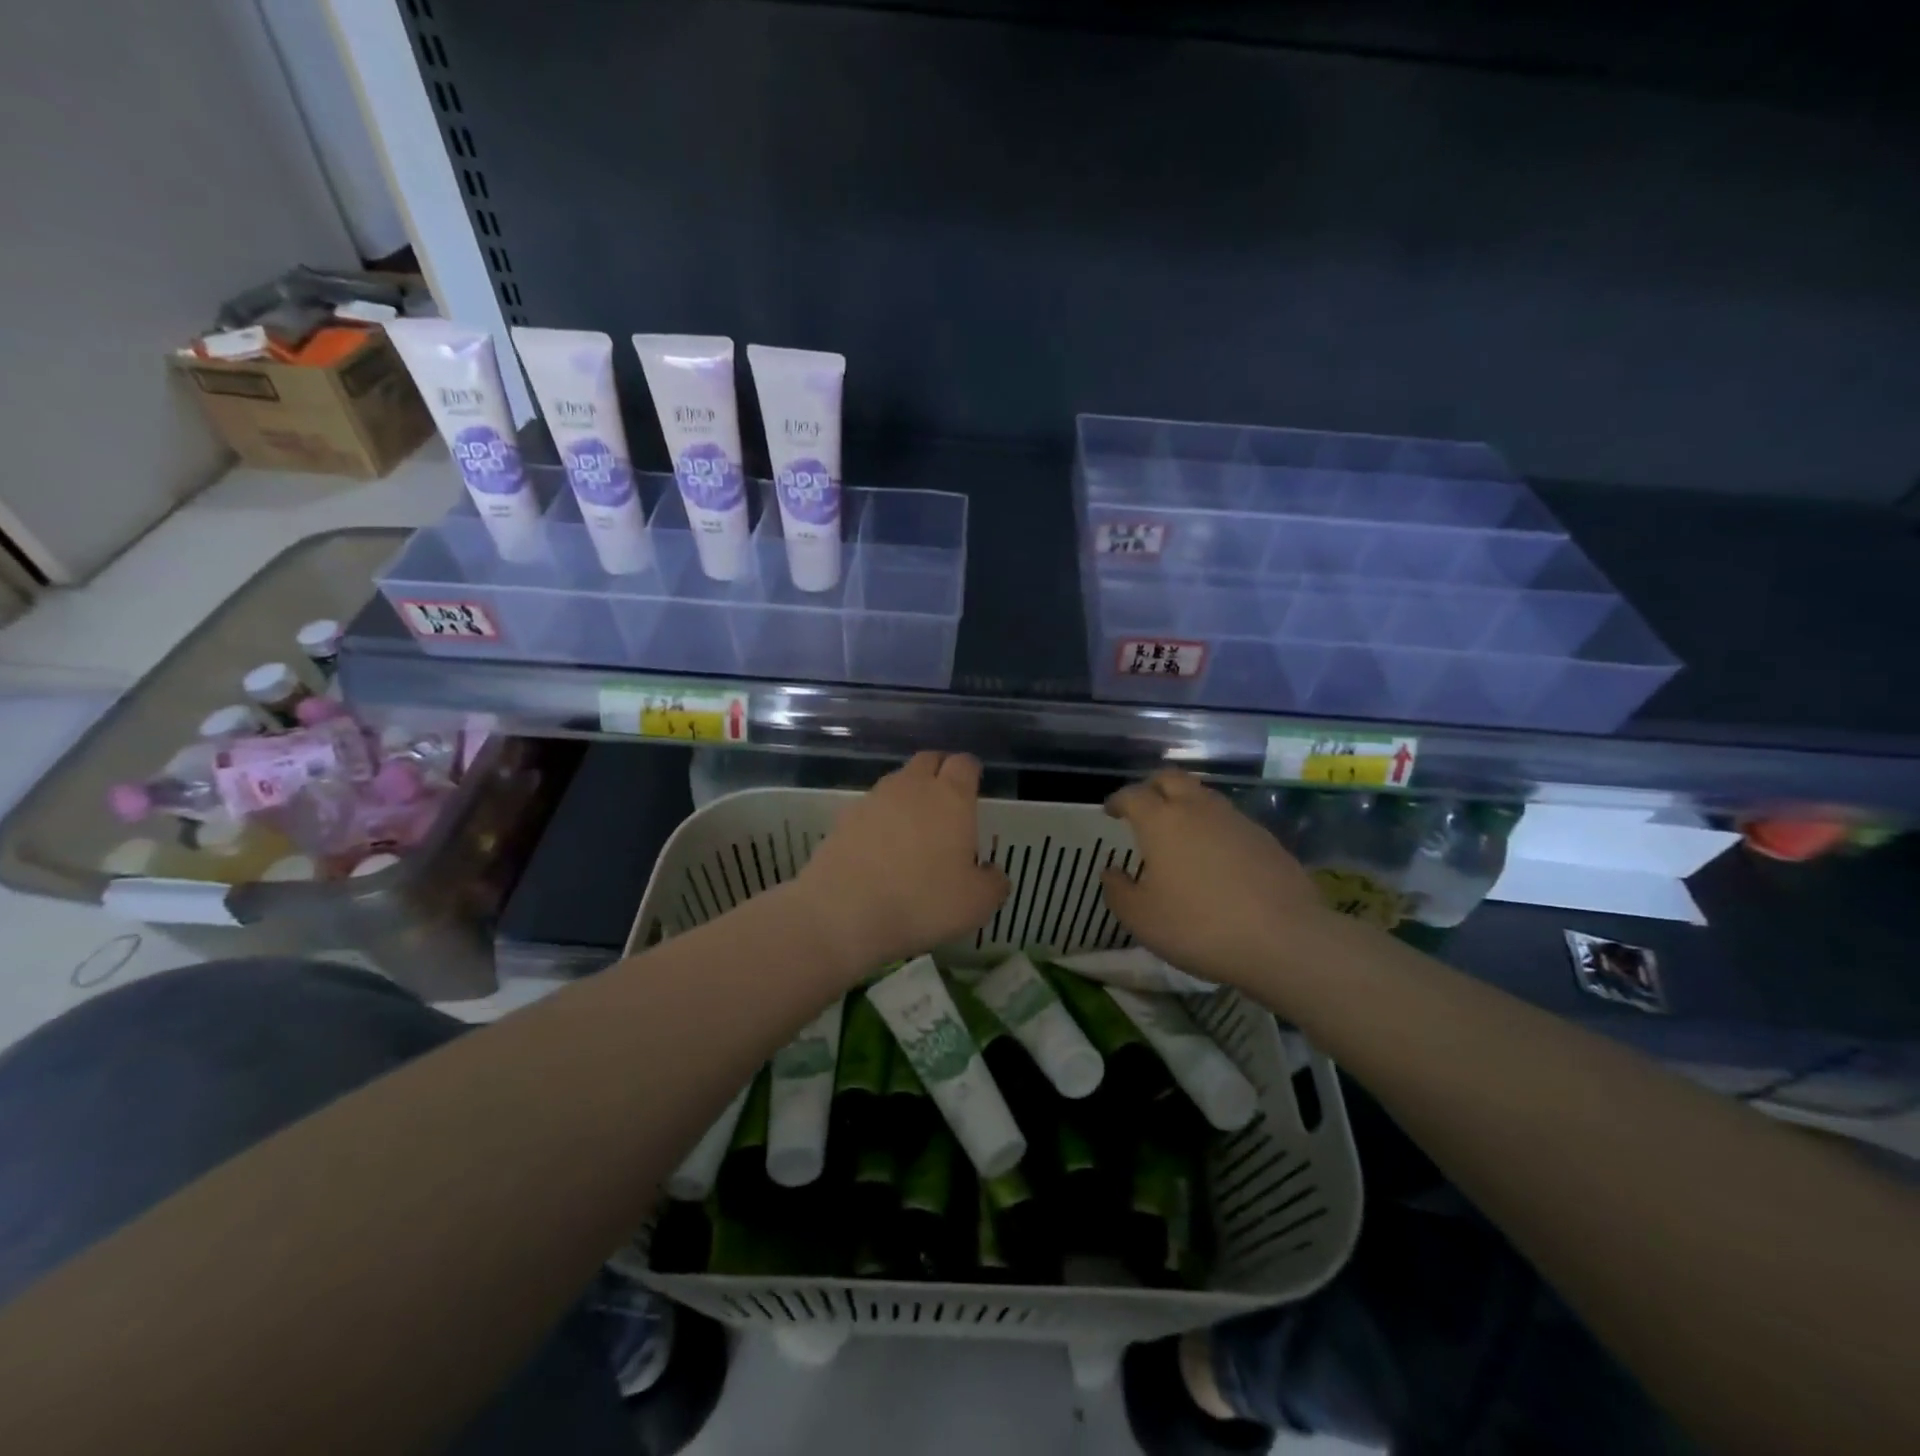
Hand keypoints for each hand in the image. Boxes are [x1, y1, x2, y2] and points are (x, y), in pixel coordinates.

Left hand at [793, 752, 1009, 973]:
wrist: (843, 911)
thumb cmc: (922, 901)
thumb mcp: (976, 904)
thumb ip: (993, 883)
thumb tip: (992, 873)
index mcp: (951, 797)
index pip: (964, 763)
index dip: (971, 772)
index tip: (974, 787)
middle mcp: (912, 787)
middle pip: (928, 760)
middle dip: (939, 772)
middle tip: (946, 800)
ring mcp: (873, 799)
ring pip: (897, 782)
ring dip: (908, 795)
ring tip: (913, 827)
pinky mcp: (843, 818)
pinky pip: (870, 808)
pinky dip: (879, 819)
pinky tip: (880, 847)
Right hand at [1100, 769, 1336, 990]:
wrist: (1284, 939)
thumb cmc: (1199, 926)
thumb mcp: (1142, 919)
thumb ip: (1119, 892)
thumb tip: (1111, 872)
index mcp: (1161, 821)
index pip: (1133, 795)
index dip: (1118, 799)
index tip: (1111, 810)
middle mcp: (1198, 809)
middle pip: (1171, 779)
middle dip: (1152, 787)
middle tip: (1144, 806)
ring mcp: (1236, 820)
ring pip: (1204, 796)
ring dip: (1186, 804)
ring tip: (1179, 831)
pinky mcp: (1266, 839)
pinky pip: (1230, 821)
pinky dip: (1214, 827)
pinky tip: (1216, 856)